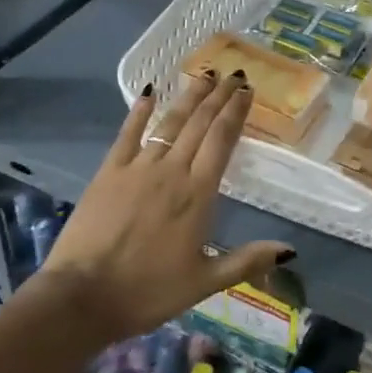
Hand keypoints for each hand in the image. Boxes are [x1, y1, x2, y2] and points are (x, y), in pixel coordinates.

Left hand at [39, 74, 292, 345]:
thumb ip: (247, 260)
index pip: (222, 140)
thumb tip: (289, 250)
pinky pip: (128, 134)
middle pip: (199, 124)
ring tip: (204, 75)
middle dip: (218, 96)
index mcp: (198, 194)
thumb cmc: (148, 292)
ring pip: (169, 122)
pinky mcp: (108, 172)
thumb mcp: (204, 283)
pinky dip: (139, 111)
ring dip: (189, 97)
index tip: (246, 91)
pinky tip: (149, 92)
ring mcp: (137, 168)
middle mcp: (172, 171)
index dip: (235, 112)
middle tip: (233, 74)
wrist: (82, 298)